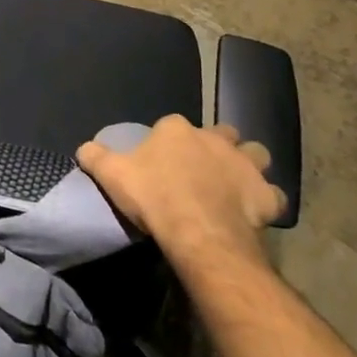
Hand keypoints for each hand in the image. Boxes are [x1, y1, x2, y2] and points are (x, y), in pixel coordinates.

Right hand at [77, 116, 284, 275]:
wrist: (197, 231)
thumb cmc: (153, 197)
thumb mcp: (111, 175)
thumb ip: (96, 156)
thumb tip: (84, 148)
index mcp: (177, 130)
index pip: (173, 124)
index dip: (169, 140)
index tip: (163, 159)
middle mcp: (214, 139)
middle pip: (222, 133)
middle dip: (218, 144)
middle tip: (205, 166)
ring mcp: (245, 165)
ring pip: (256, 153)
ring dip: (249, 164)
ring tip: (237, 182)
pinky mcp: (266, 195)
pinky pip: (273, 194)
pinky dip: (266, 200)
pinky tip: (255, 212)